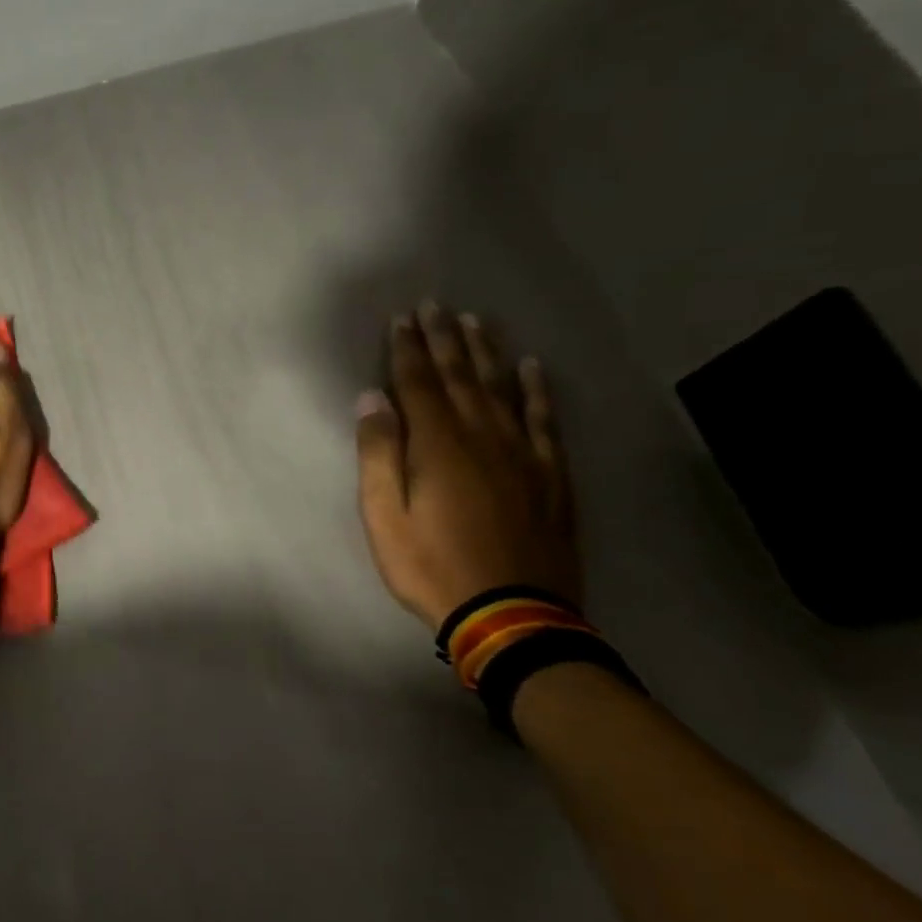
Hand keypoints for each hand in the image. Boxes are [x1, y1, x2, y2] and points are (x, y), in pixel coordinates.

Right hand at [354, 302, 580, 629]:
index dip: (407, 349)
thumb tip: (372, 399)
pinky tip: (532, 369)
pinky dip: (537, 392)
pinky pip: (544, 421)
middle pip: (460, 377)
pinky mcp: (550, 475)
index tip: (402, 318)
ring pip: (502, 390)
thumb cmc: (431, 566)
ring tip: (476, 322)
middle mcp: (482, 437)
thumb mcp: (384, 516)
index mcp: (437, 446)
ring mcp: (522, 454)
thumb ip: (378, 454)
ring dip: (486, 353)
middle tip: (436, 305)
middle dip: (443, 339)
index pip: (418, 384)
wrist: (511, 616)